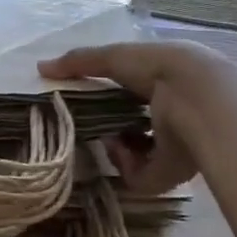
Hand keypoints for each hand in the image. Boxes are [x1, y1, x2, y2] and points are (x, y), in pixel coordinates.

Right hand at [38, 41, 224, 195]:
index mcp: (163, 85)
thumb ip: (77, 63)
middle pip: (132, 129)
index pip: (133, 96)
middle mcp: (170, 117)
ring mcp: (172, 148)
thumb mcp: (113, 58)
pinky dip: (126, 164)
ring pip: (133, 156)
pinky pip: (138, 178)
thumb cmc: (157, 69)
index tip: (85, 102)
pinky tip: (124, 149)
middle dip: (109, 128)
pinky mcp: (171, 174)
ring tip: (111, 137)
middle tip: (90, 125)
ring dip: (116, 148)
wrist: (196, 99)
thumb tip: (40, 67)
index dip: (109, 99)